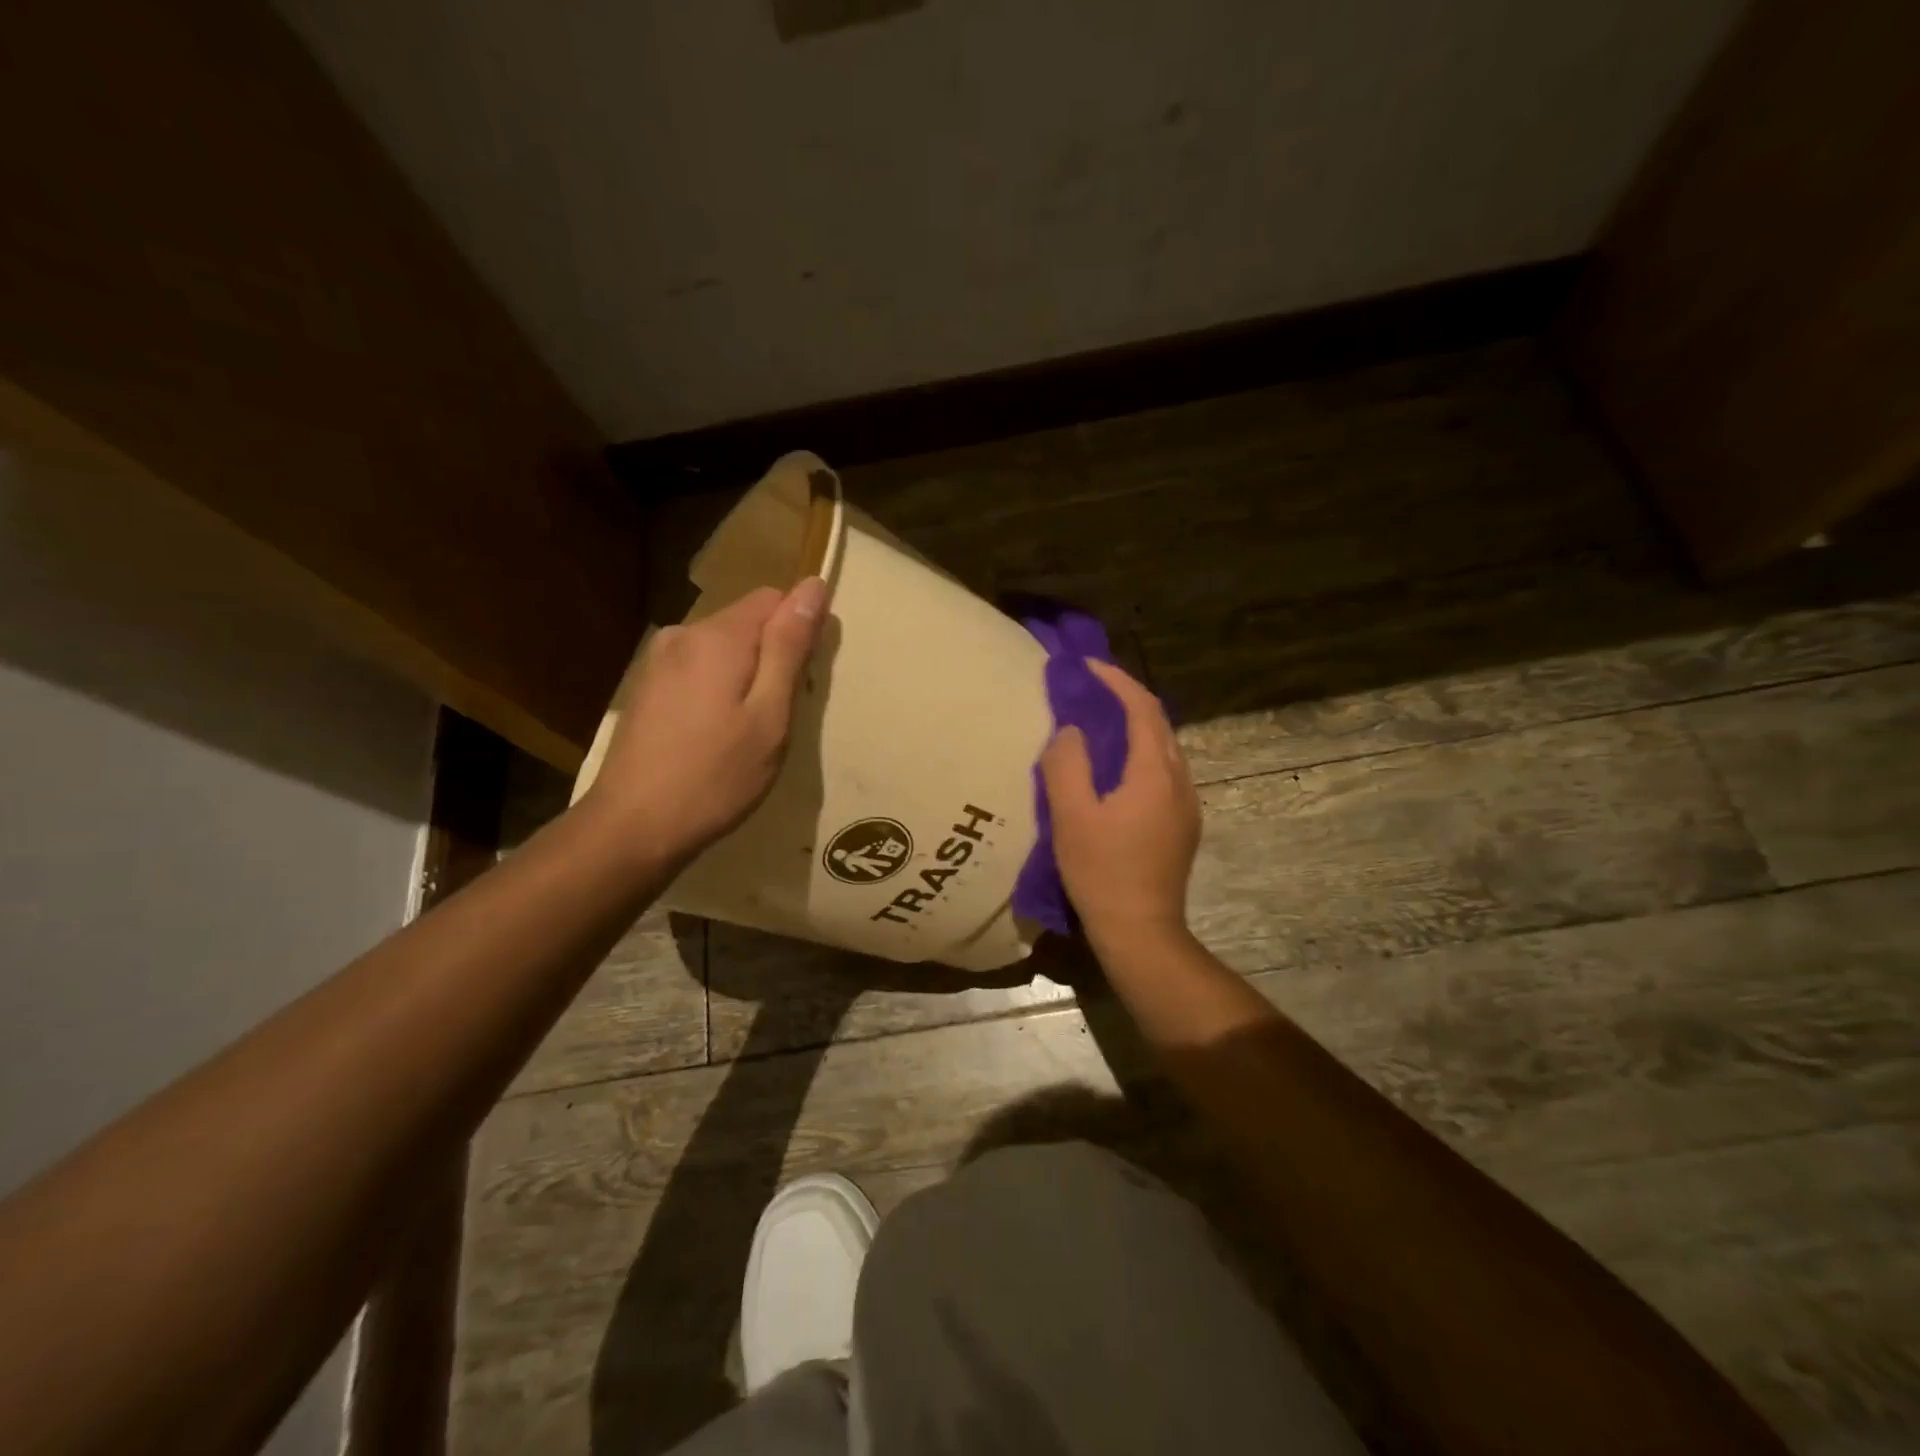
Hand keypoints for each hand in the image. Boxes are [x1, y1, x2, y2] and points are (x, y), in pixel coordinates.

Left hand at [585, 577, 827, 862]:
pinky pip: (698, 670)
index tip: (804, 682)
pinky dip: (718, 691)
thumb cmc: (716, 776)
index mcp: (718, 636)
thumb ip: (790, 647)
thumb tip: (813, 585)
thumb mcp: (769, 715)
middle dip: (773, 657)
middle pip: (747, 622)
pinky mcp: (646, 688)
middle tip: (778, 717)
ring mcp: (658, 661)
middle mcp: (683, 634)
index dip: (800, 631)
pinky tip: (715, 735)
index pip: (775, 598)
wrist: (633, 826)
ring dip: (745, 676)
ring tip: (748, 732)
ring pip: (723, 649)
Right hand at [1040, 659, 1200, 949]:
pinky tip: (1116, 769)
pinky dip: (1140, 753)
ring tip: (1100, 723)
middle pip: (1158, 724)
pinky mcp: (1183, 826)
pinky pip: (1163, 772)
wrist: (1141, 931)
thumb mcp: (1071, 816)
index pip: (1142, 708)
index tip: (1087, 667)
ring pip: (1164, 748)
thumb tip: (1072, 731)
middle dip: (1127, 698)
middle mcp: (1179, 781)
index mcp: (1154, 773)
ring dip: (1135, 726)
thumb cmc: (1101, 872)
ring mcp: (1186, 805)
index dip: (1116, 681)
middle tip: (1090, 690)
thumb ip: (1067, 764)